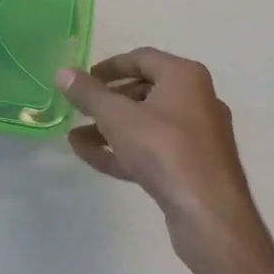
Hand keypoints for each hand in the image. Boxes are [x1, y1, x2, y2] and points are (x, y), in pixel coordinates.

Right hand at [59, 49, 271, 269]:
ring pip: (147, 124)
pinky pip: (155, 149)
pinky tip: (93, 158)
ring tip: (76, 139)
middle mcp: (197, 99)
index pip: (141, 58)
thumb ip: (88, 94)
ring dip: (111, 129)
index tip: (83, 81)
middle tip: (80, 110)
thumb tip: (63, 72)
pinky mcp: (195, 166)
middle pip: (144, 91)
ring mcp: (199, 136)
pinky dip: (126, 150)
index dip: (108, 67)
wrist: (210, 215)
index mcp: (184, 76)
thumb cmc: (164, 150)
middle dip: (107, 102)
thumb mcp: (117, 117)